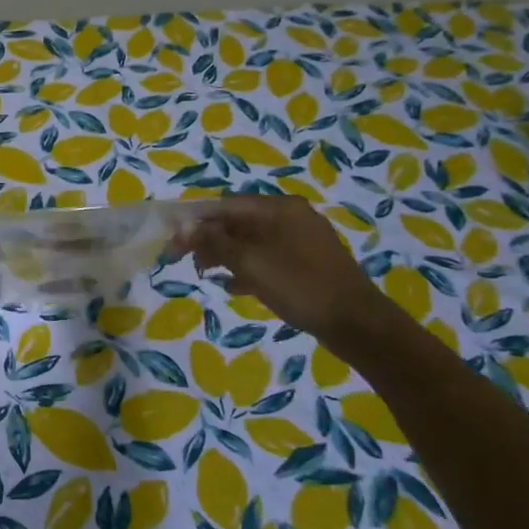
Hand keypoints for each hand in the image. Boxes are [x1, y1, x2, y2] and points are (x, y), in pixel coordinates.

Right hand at [172, 194, 383, 337]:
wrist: (356, 323)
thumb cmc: (299, 286)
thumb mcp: (250, 262)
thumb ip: (214, 242)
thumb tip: (184, 228)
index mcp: (278, 208)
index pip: (225, 205)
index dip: (194, 221)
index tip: (172, 240)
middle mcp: (290, 216)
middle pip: (237, 221)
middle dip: (209, 238)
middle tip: (185, 260)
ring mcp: (301, 240)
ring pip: (251, 240)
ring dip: (225, 254)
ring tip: (205, 273)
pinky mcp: (306, 263)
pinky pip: (267, 257)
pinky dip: (247, 267)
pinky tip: (233, 286)